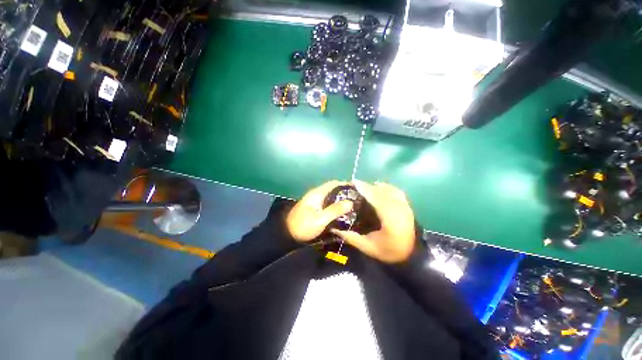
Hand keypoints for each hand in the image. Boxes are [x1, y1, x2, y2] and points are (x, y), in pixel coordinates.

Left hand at [286, 181, 353, 242]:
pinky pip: (328, 203)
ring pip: (331, 197)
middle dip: (345, 193)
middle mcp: (316, 194)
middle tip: (357, 199)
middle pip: (333, 190)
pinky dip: (335, 205)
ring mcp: (315, 201)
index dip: (345, 184)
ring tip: (353, 205)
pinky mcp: (315, 208)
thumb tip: (350, 202)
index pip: (333, 183)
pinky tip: (343, 211)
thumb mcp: (320, 219)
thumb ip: (335, 210)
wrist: (287, 235)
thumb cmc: (303, 226)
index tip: (357, 189)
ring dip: (340, 199)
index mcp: (317, 193)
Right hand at [331, 180, 415, 262]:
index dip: (365, 189)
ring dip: (375, 186)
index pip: (377, 199)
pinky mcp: (407, 204)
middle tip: (355, 184)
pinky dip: (385, 187)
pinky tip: (377, 187)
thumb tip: (334, 228)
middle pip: (382, 192)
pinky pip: (395, 190)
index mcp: (390, 220)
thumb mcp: (368, 248)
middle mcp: (399, 209)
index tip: (354, 183)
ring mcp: (405, 206)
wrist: (412, 254)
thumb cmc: (389, 251)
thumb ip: (351, 237)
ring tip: (364, 186)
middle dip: (368, 186)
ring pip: (388, 189)